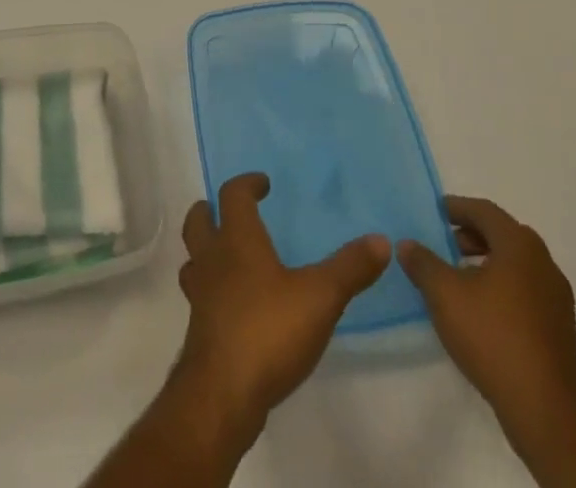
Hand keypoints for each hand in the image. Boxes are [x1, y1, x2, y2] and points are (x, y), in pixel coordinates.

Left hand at [172, 173, 390, 440]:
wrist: (223, 392)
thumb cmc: (269, 329)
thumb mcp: (320, 297)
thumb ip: (349, 268)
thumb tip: (381, 240)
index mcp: (237, 239)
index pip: (233, 195)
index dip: (247, 184)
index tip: (262, 183)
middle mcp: (212, 259)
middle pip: (198, 221)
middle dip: (210, 211)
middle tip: (228, 212)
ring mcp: (201, 295)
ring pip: (193, 259)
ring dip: (205, 251)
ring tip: (225, 256)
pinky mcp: (200, 329)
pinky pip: (201, 295)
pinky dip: (212, 290)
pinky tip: (233, 306)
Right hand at [398, 197, 575, 430]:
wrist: (544, 408)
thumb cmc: (491, 335)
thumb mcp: (443, 293)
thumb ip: (422, 262)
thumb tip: (407, 245)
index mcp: (519, 245)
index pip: (485, 211)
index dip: (457, 208)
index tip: (435, 212)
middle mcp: (543, 263)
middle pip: (503, 235)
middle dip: (472, 235)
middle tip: (445, 243)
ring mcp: (557, 298)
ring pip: (517, 265)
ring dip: (487, 262)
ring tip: (459, 278)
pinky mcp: (559, 328)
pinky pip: (526, 291)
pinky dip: (503, 287)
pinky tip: (481, 309)